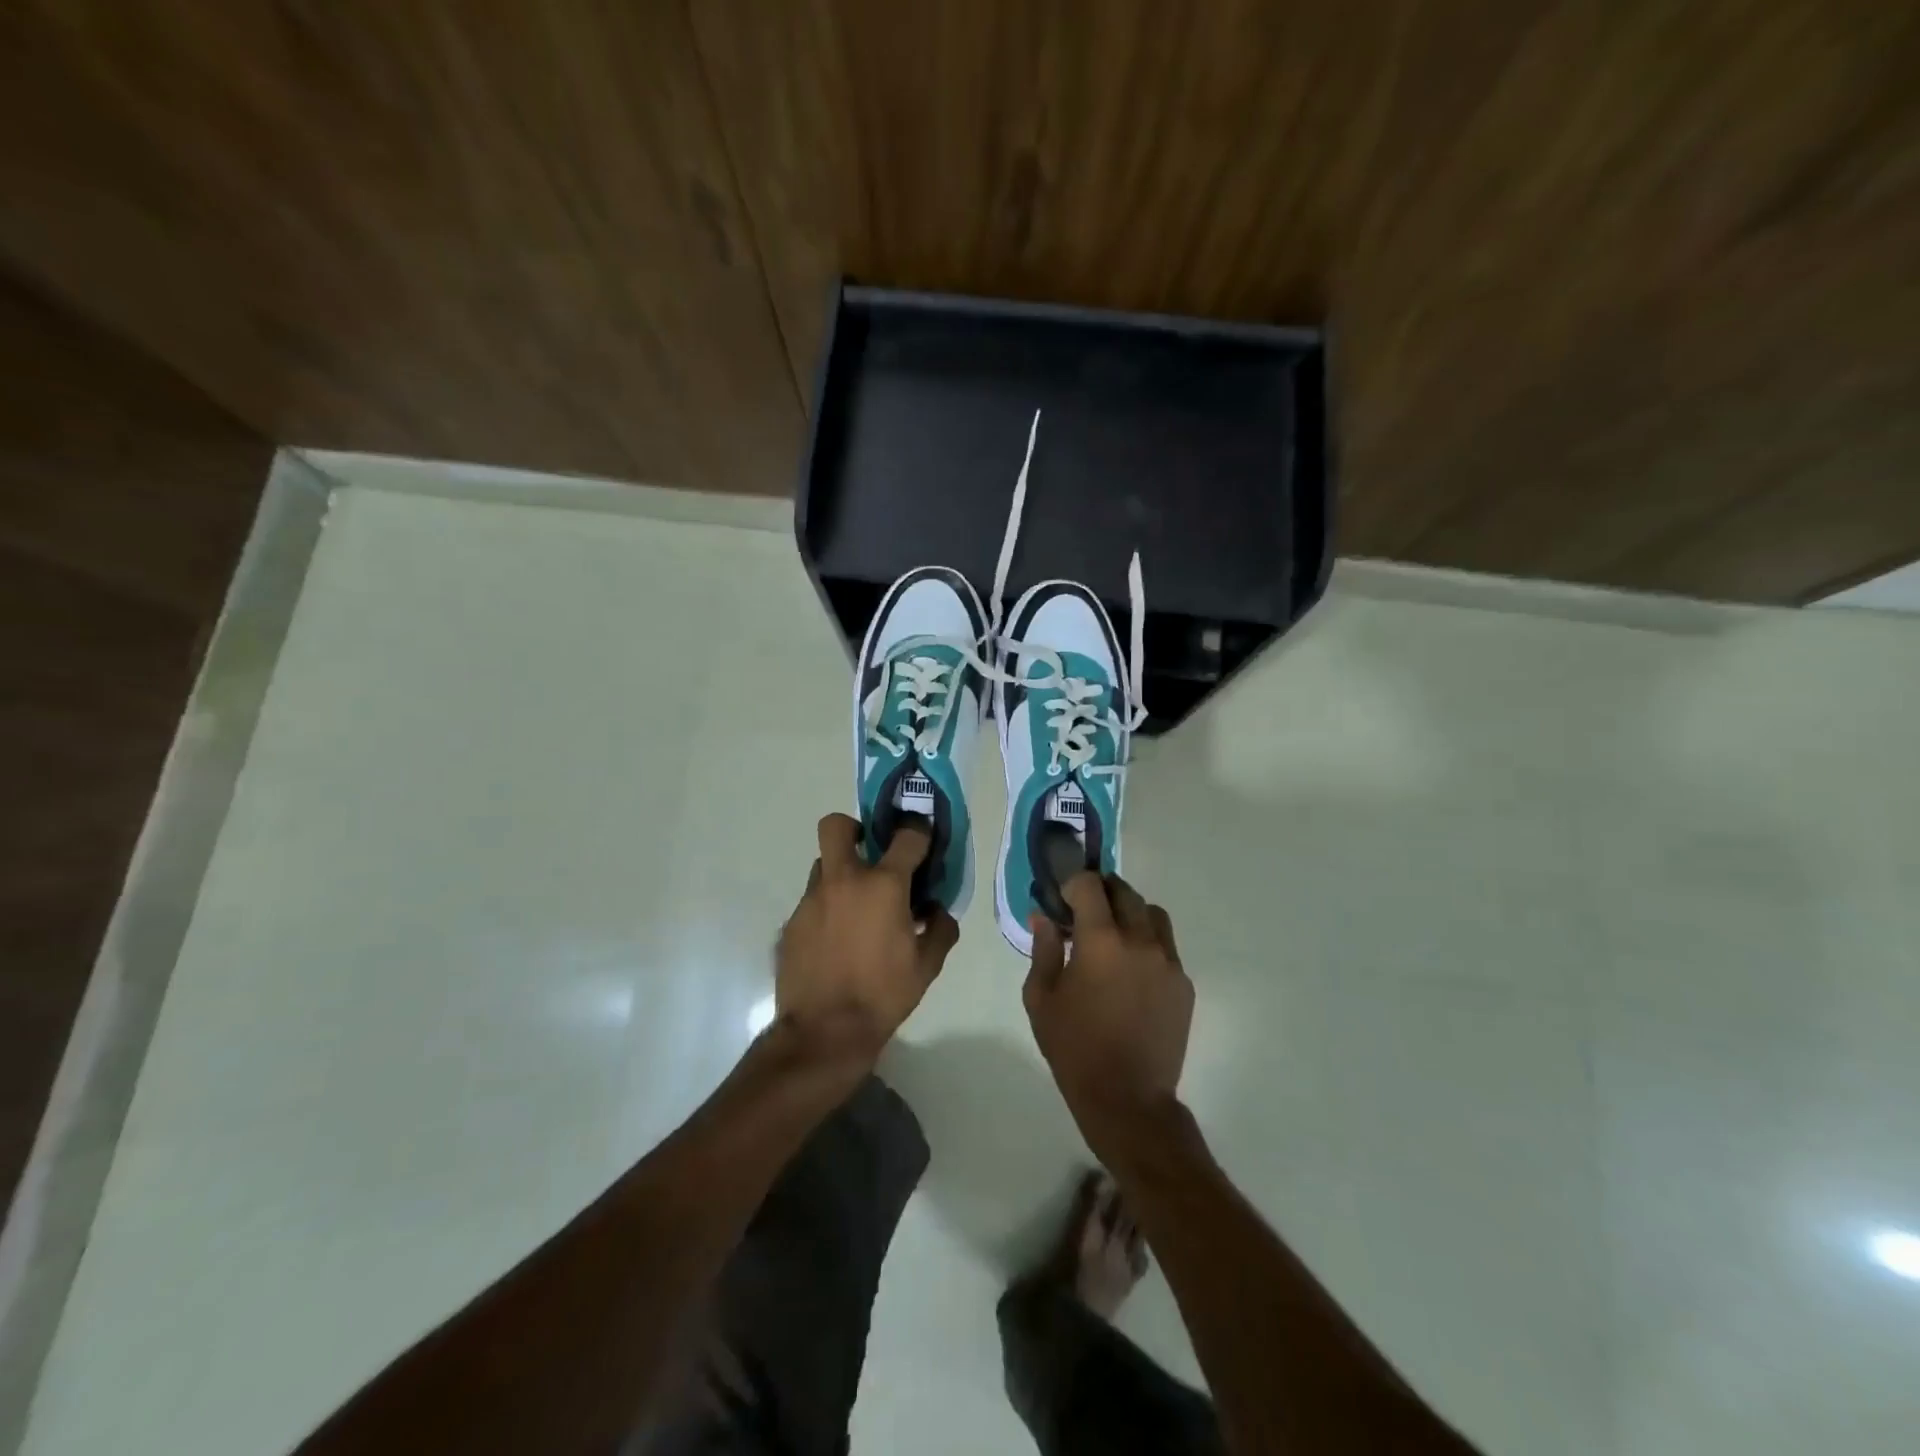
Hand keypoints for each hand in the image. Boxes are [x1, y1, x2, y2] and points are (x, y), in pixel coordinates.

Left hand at [774, 813, 958, 1060]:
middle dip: (854, 829)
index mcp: (883, 886)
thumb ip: (940, 930)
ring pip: (823, 866)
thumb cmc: (883, 994)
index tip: (922, 842)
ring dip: (841, 875)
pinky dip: (826, 910)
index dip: (918, 833)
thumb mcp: (927, 966)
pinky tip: (836, 941)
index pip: (906, 837)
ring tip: (855, 908)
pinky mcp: (791, 923)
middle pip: (837, 826)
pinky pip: (811, 902)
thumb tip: (937, 911)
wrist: (825, 1031)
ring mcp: (811, 900)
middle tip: (869, 854)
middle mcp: (843, 881)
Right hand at [1025, 873, 1192, 1124]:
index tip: (1063, 902)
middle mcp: (1139, 940)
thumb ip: (1043, 950)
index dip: (1074, 885)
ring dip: (1130, 913)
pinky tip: (1132, 973)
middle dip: (1102, 893)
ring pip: (1152, 914)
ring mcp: (1168, 961)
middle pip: (1124, 892)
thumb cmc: (1074, 1048)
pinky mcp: (1184, 983)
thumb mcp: (1041, 998)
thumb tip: (1044, 917)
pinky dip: (1147, 944)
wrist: (1127, 1098)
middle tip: (1085, 912)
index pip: (1090, 885)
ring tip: (1114, 937)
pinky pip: (1166, 947)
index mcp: (1100, 940)